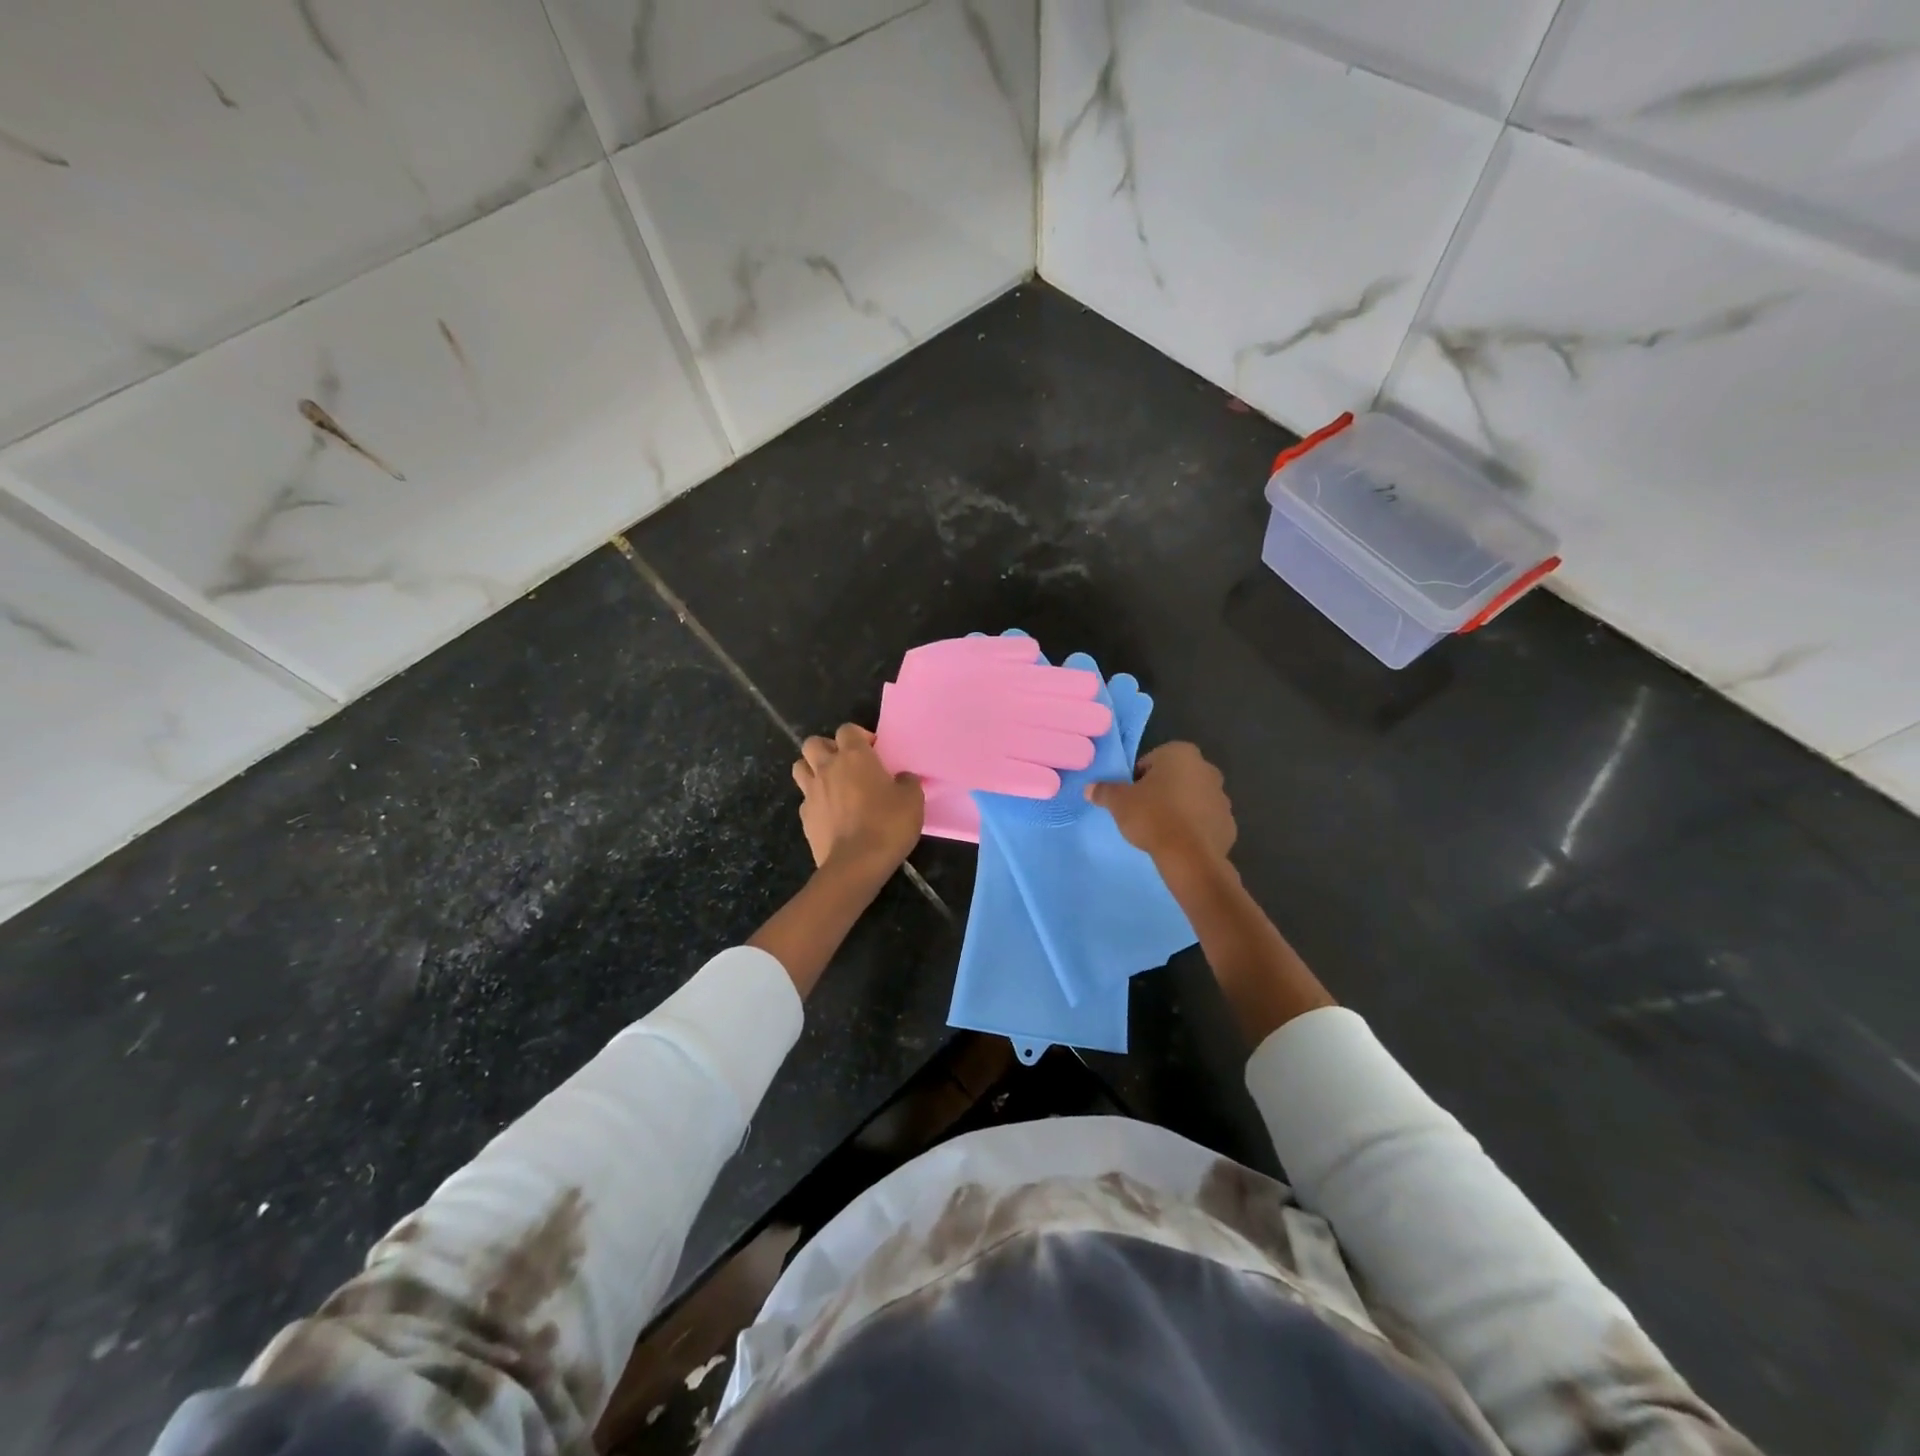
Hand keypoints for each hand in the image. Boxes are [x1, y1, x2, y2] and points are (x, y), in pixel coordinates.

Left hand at [792, 724, 924, 876]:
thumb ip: (907, 782)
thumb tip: (902, 778)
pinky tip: (830, 813)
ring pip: (800, 767)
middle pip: (814, 743)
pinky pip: (805, 799)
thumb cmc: (887, 825)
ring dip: (813, 770)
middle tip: (846, 764)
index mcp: (854, 757)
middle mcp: (827, 768)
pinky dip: (815, 801)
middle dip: (828, 748)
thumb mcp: (913, 800)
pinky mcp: (804, 817)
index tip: (874, 752)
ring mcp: (811, 792)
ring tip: (832, 784)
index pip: (847, 729)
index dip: (859, 737)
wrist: (856, 864)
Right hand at [1086, 742, 1235, 865]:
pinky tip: (1179, 842)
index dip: (1136, 780)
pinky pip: (1204, 821)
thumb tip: (1090, 788)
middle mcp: (1206, 768)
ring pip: (1191, 799)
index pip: (1150, 762)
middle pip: (1174, 778)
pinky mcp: (1229, 823)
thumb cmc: (1152, 816)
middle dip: (1160, 792)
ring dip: (1178, 809)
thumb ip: (1104, 791)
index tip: (1130, 799)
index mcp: (1180, 753)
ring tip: (1160, 830)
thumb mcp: (1119, 802)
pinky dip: (1193, 828)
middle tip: (1143, 813)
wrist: (1190, 856)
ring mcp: (1222, 796)